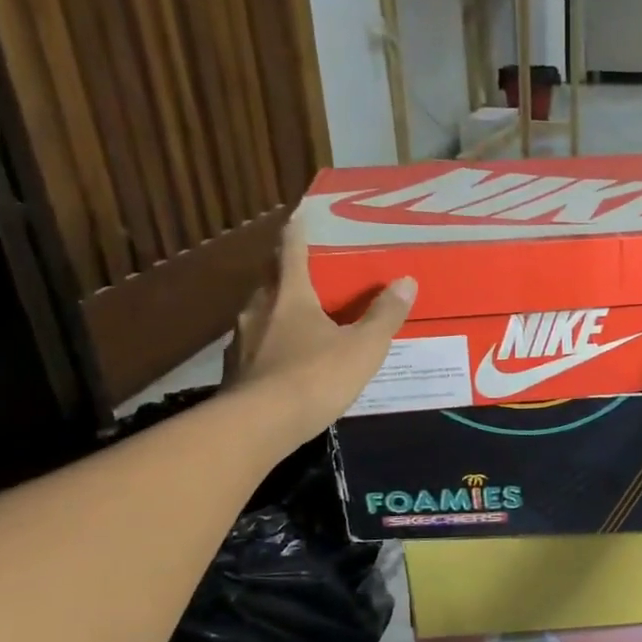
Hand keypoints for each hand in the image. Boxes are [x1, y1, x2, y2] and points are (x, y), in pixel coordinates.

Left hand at [222, 209, 414, 430]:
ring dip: (277, 310)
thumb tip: (406, 281)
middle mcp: (259, 309)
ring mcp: (241, 341)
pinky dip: (270, 344)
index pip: (291, 252)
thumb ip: (384, 315)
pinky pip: (256, 346)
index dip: (297, 233)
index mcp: (289, 295)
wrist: (259, 425)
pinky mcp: (235, 371)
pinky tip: (284, 359)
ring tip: (298, 317)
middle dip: (286, 273)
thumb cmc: (315, 377)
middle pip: (271, 281)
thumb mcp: (363, 347)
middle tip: (306, 272)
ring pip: (260, 314)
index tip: (298, 216)